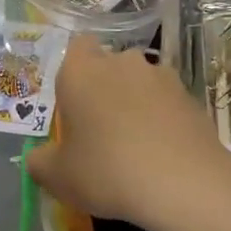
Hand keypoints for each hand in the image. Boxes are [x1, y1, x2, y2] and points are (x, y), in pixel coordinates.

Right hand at [26, 40, 224, 230]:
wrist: (183, 183)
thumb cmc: (106, 171)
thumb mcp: (57, 177)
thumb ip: (40, 161)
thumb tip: (39, 157)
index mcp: (82, 70)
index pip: (76, 47)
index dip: (74, 72)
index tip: (73, 104)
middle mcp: (122, 62)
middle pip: (109, 65)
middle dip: (105, 88)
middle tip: (101, 129)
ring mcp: (162, 77)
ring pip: (141, 83)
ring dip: (136, 103)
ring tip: (137, 144)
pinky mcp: (191, 97)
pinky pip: (168, 103)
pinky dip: (163, 120)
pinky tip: (162, 153)